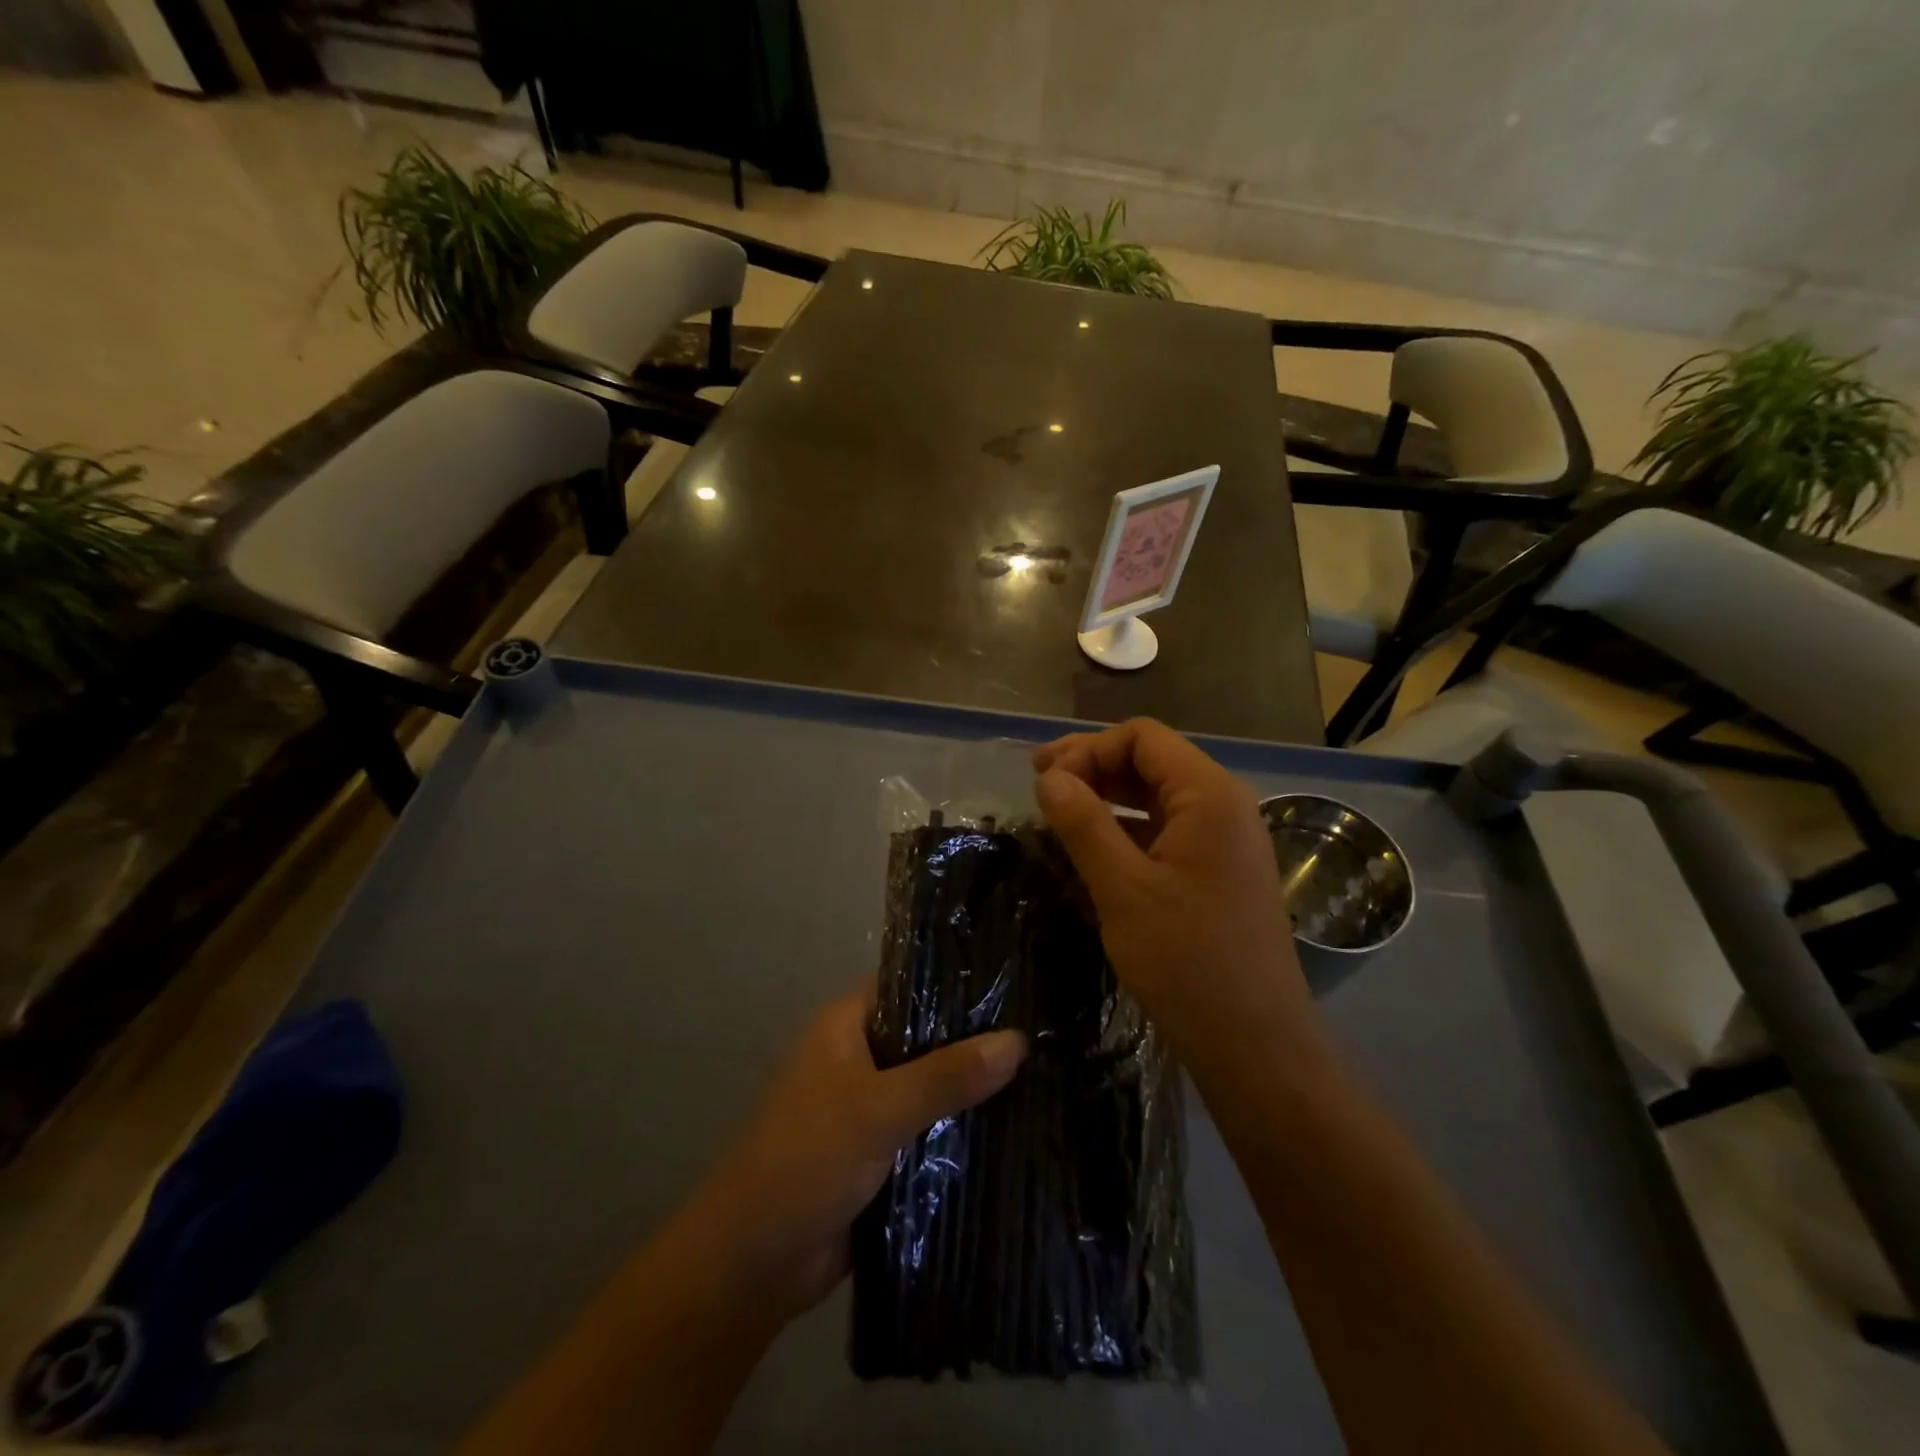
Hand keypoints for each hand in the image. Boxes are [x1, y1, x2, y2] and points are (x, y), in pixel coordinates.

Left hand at [693, 991, 1025, 1315]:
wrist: (755, 1262)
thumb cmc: (808, 1159)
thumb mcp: (880, 1109)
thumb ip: (948, 1076)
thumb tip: (1018, 1040)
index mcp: (848, 1027)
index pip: (911, 986)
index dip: (958, 983)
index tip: (1015, 984)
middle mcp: (861, 1058)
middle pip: (928, 1039)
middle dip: (976, 1042)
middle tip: (1044, 1034)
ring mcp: (872, 1108)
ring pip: (934, 1088)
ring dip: (974, 1091)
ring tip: (1046, 1076)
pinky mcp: (883, 1155)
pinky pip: (931, 1132)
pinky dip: (962, 1132)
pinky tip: (1016, 1129)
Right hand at [1032, 718, 1321, 1067]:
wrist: (1254, 1044)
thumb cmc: (1187, 961)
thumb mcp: (1122, 888)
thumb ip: (1083, 823)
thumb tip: (1048, 777)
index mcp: (1209, 795)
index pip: (1142, 738)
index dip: (1087, 749)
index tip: (1044, 782)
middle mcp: (1223, 806)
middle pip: (1150, 761)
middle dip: (1092, 767)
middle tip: (1039, 786)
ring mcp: (1223, 840)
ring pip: (1156, 796)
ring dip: (1106, 797)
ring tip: (1056, 814)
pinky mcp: (1216, 871)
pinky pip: (1165, 830)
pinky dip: (1125, 829)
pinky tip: (1090, 848)